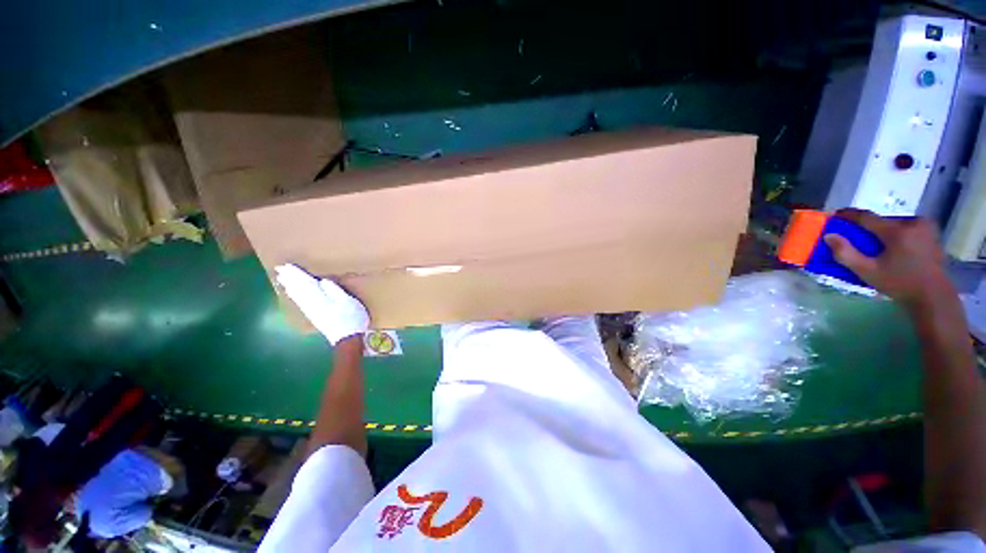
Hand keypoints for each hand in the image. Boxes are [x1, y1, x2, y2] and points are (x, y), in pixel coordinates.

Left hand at [275, 264, 369, 344]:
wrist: (348, 338)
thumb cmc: (351, 317)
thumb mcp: (348, 301)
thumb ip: (335, 290)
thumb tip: (322, 281)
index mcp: (320, 298)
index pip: (306, 283)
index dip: (297, 274)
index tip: (287, 265)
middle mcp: (312, 304)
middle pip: (298, 289)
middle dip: (290, 279)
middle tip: (279, 269)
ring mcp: (312, 311)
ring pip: (297, 296)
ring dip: (290, 286)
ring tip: (282, 279)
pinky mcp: (314, 316)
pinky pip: (300, 302)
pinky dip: (295, 295)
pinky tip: (293, 294)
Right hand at [823, 208, 954, 310]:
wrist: (934, 297)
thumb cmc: (900, 284)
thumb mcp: (868, 272)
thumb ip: (846, 254)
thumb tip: (829, 236)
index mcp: (897, 231)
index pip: (867, 217)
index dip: (850, 215)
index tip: (837, 214)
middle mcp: (913, 223)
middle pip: (883, 221)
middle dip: (871, 229)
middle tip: (861, 241)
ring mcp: (926, 227)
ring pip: (896, 224)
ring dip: (885, 233)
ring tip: (880, 247)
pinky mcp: (933, 233)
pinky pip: (908, 229)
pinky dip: (898, 235)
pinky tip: (897, 249)